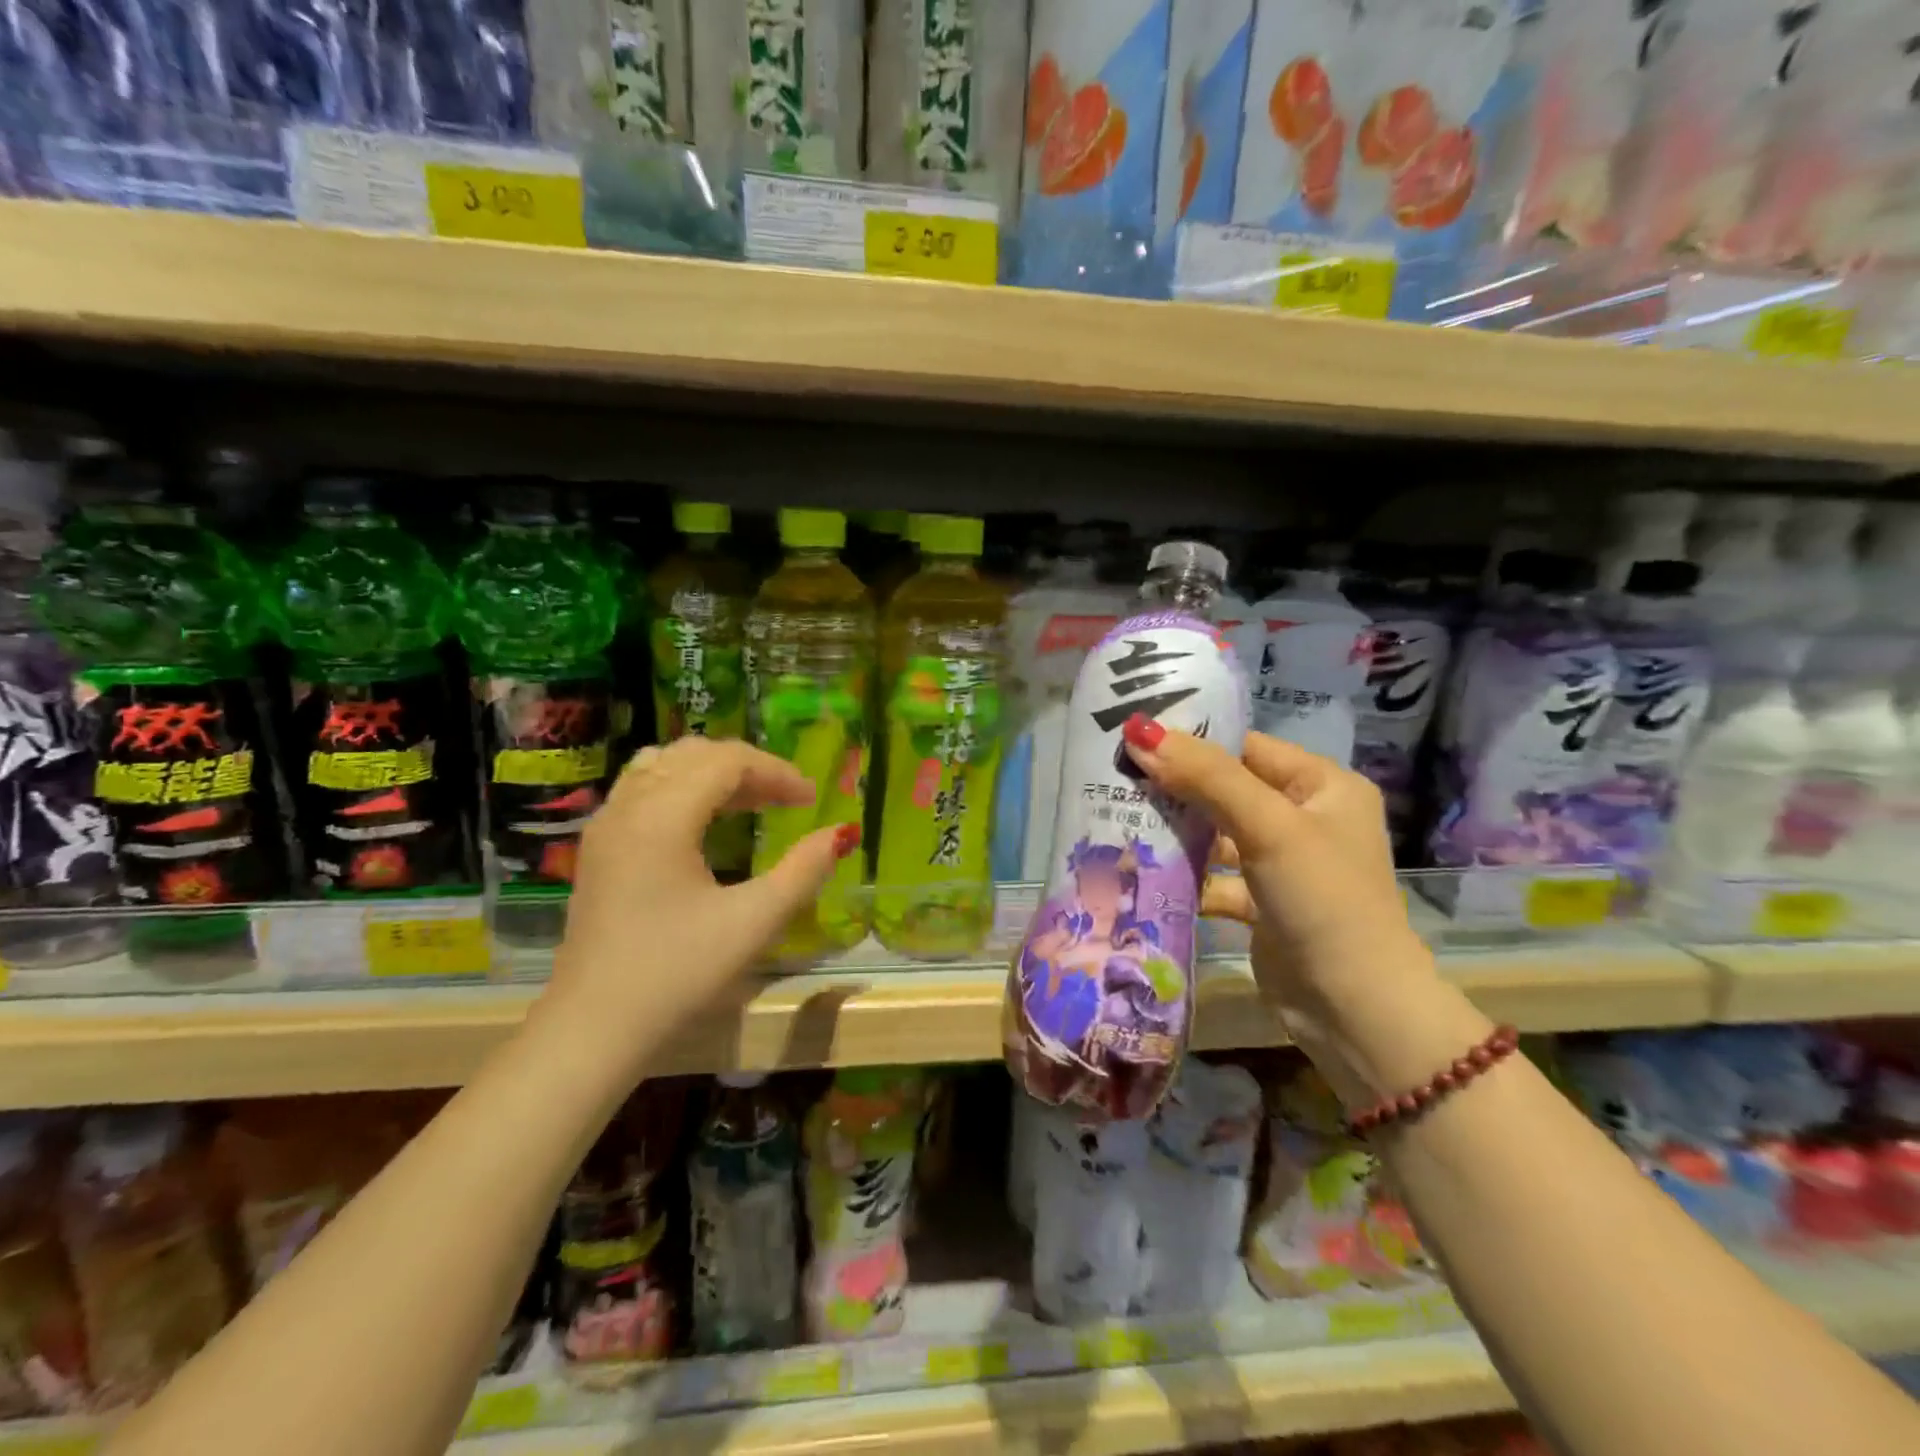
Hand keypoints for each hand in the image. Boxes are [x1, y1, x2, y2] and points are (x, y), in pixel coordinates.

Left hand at [537, 737, 856, 1076]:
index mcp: (662, 816)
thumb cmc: (676, 973)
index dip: (776, 771)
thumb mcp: (752, 923)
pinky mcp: (598, 847)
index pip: (727, 762)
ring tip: (749, 803)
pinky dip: (681, 787)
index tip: (811, 800)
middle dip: (748, 768)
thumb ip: (803, 871)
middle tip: (786, 800)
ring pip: (664, 765)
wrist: (594, 1028)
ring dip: (712, 773)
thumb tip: (840, 834)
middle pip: (695, 754)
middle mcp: (628, 806)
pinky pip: (643, 788)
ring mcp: (606, 825)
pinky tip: (703, 823)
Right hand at [1120, 720, 1436, 1072]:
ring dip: (1175, 834)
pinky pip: (1214, 877)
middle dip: (1174, 789)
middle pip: (1226, 790)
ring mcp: (1283, 865)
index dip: (1192, 741)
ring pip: (1216, 836)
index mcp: (1322, 787)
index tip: (1133, 739)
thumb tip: (1140, 732)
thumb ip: (1206, 777)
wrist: (1354, 1010)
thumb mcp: (1268, 827)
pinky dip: (1185, 877)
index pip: (1246, 748)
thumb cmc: (1323, 899)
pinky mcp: (1262, 904)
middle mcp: (1305, 819)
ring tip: (1116, 820)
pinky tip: (1141, 872)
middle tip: (1114, 778)